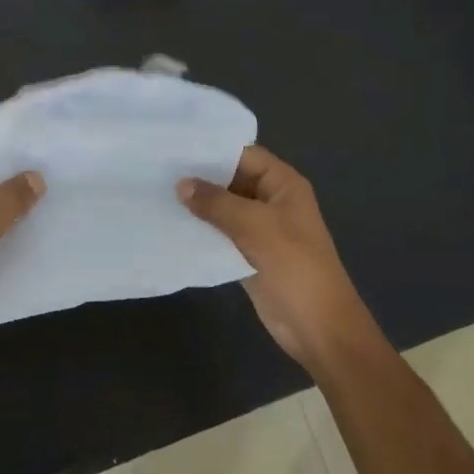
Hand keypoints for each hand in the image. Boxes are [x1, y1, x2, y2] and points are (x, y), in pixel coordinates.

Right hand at [178, 145, 373, 370]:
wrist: (318, 327)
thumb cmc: (294, 266)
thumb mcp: (255, 226)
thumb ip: (216, 203)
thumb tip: (181, 184)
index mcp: (283, 184)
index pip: (243, 154)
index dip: (211, 149)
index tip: (174, 146)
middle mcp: (271, 200)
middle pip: (230, 179)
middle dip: (199, 177)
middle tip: (156, 169)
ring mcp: (260, 228)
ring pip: (223, 208)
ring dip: (197, 205)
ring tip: (156, 193)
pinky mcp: (248, 253)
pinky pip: (221, 234)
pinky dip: (201, 230)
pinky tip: (171, 224)